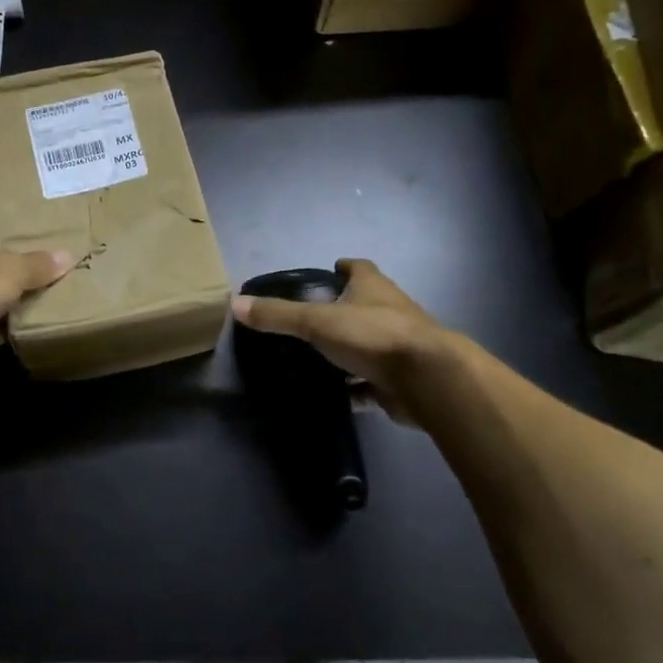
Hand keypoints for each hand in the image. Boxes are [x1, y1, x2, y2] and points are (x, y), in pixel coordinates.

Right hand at [231, 259, 449, 424]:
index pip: (359, 268)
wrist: (427, 379)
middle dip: (342, 311)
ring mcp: (398, 347)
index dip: (344, 268)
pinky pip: (370, 383)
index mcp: (373, 288)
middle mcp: (389, 312)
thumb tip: (235, 304)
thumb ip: (278, 315)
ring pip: (368, 345)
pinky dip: (355, 387)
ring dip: (348, 351)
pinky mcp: (399, 380)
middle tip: (310, 320)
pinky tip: (335, 395)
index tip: (328, 271)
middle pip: (364, 305)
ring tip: (315, 358)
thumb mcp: (318, 321)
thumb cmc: (373, 336)